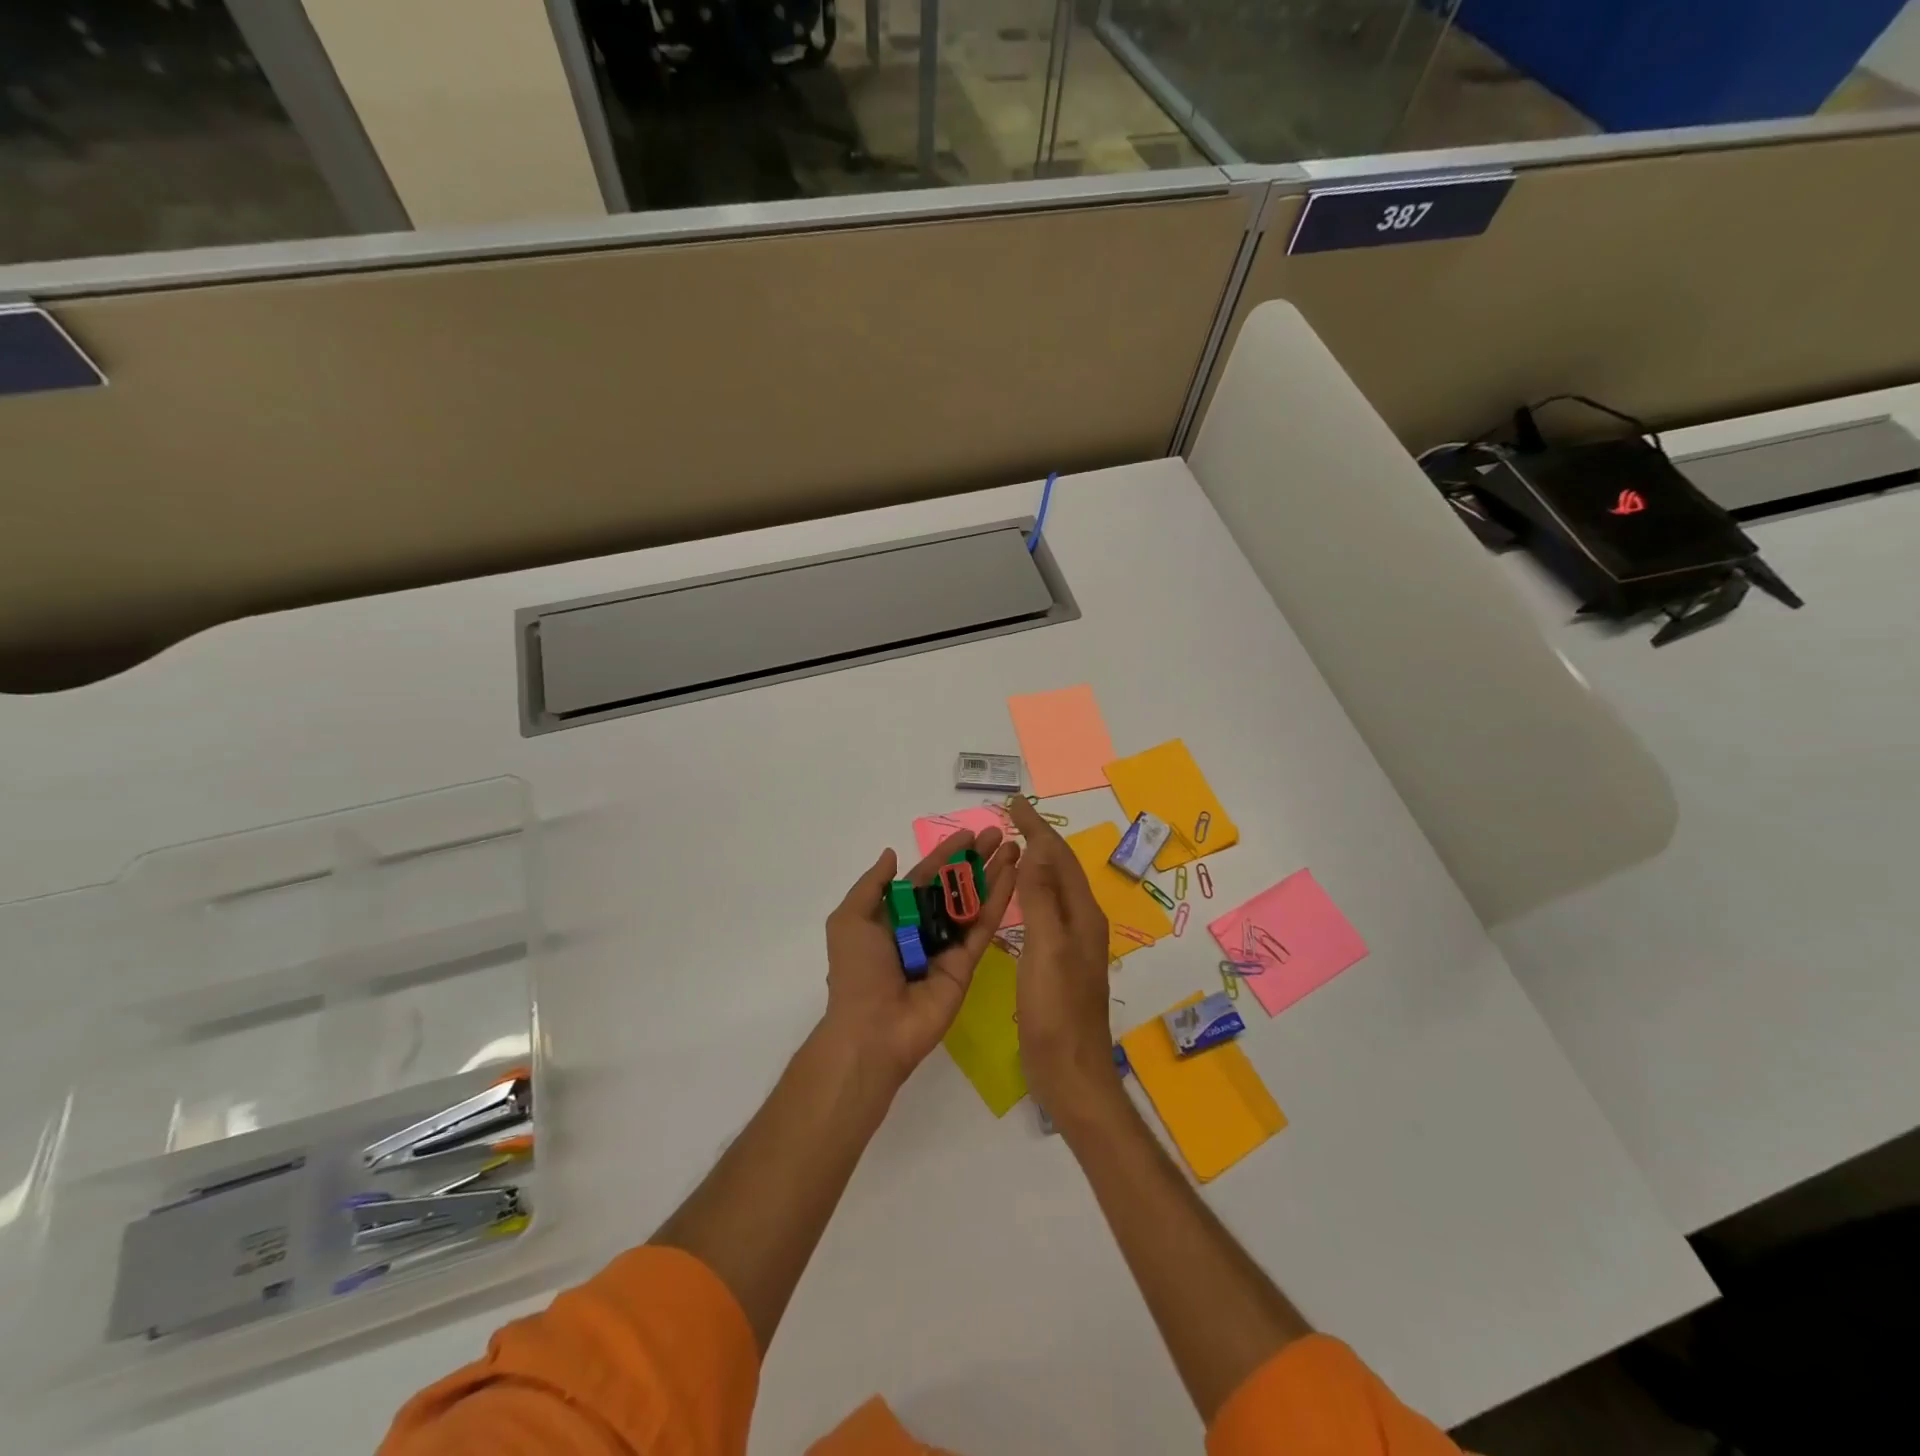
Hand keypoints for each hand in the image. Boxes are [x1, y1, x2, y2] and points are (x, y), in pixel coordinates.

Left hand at [822, 826, 1019, 1092]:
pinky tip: (1013, 877)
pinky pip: (983, 927)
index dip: (946, 854)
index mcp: (896, 915)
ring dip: (994, 874)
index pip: (926, 876)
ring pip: (975, 902)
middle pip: (955, 885)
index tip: (969, 833)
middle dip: (976, 859)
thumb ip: (872, 885)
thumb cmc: (857, 970)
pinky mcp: (967, 964)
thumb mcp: (850, 919)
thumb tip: (890, 853)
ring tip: (1015, 848)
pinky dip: (999, 901)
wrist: (873, 1029)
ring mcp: (948, 945)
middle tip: (1000, 834)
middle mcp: (924, 927)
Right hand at [1003, 797, 1120, 1122]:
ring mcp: (1073, 944)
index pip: (1058, 857)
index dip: (1037, 828)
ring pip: (1054, 888)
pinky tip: (1019, 897)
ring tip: (1013, 845)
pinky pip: (1046, 911)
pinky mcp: (1059, 963)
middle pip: (1060, 868)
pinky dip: (1032, 891)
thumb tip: (1036, 847)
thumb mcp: (1046, 950)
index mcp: (1082, 915)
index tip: (1014, 802)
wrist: (1072, 1073)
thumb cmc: (1056, 1012)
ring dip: (1036, 862)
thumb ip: (1042, 899)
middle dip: (1038, 838)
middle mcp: (1082, 923)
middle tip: (1012, 816)